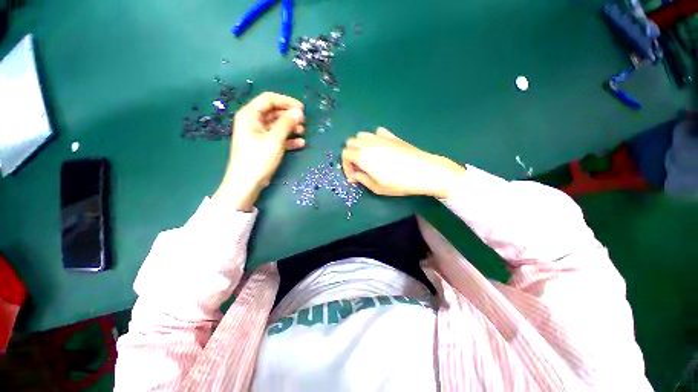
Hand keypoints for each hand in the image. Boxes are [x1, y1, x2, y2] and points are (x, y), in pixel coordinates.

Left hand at [213, 92, 304, 210]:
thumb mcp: (274, 140)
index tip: (302, 109)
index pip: (269, 99)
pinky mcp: (263, 145)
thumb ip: (286, 123)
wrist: (246, 183)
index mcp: (250, 115)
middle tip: (304, 122)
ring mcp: (258, 134)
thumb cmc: (258, 159)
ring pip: (277, 125)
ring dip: (290, 127)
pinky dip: (288, 139)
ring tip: (303, 132)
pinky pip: (277, 137)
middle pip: (274, 112)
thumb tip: (298, 112)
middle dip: (289, 116)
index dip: (286, 101)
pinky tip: (300, 143)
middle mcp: (253, 122)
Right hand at [341, 128, 465, 197]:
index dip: (346, 166)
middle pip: (351, 143)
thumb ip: (362, 179)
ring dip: (360, 146)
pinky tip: (380, 149)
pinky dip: (373, 139)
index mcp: (363, 156)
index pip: (345, 155)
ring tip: (367, 159)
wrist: (425, 171)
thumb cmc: (399, 183)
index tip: (353, 177)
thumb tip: (355, 175)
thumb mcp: (377, 187)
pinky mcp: (392, 136)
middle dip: (351, 155)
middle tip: (358, 168)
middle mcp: (369, 143)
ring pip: (361, 135)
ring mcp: (381, 137)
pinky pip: (376, 133)